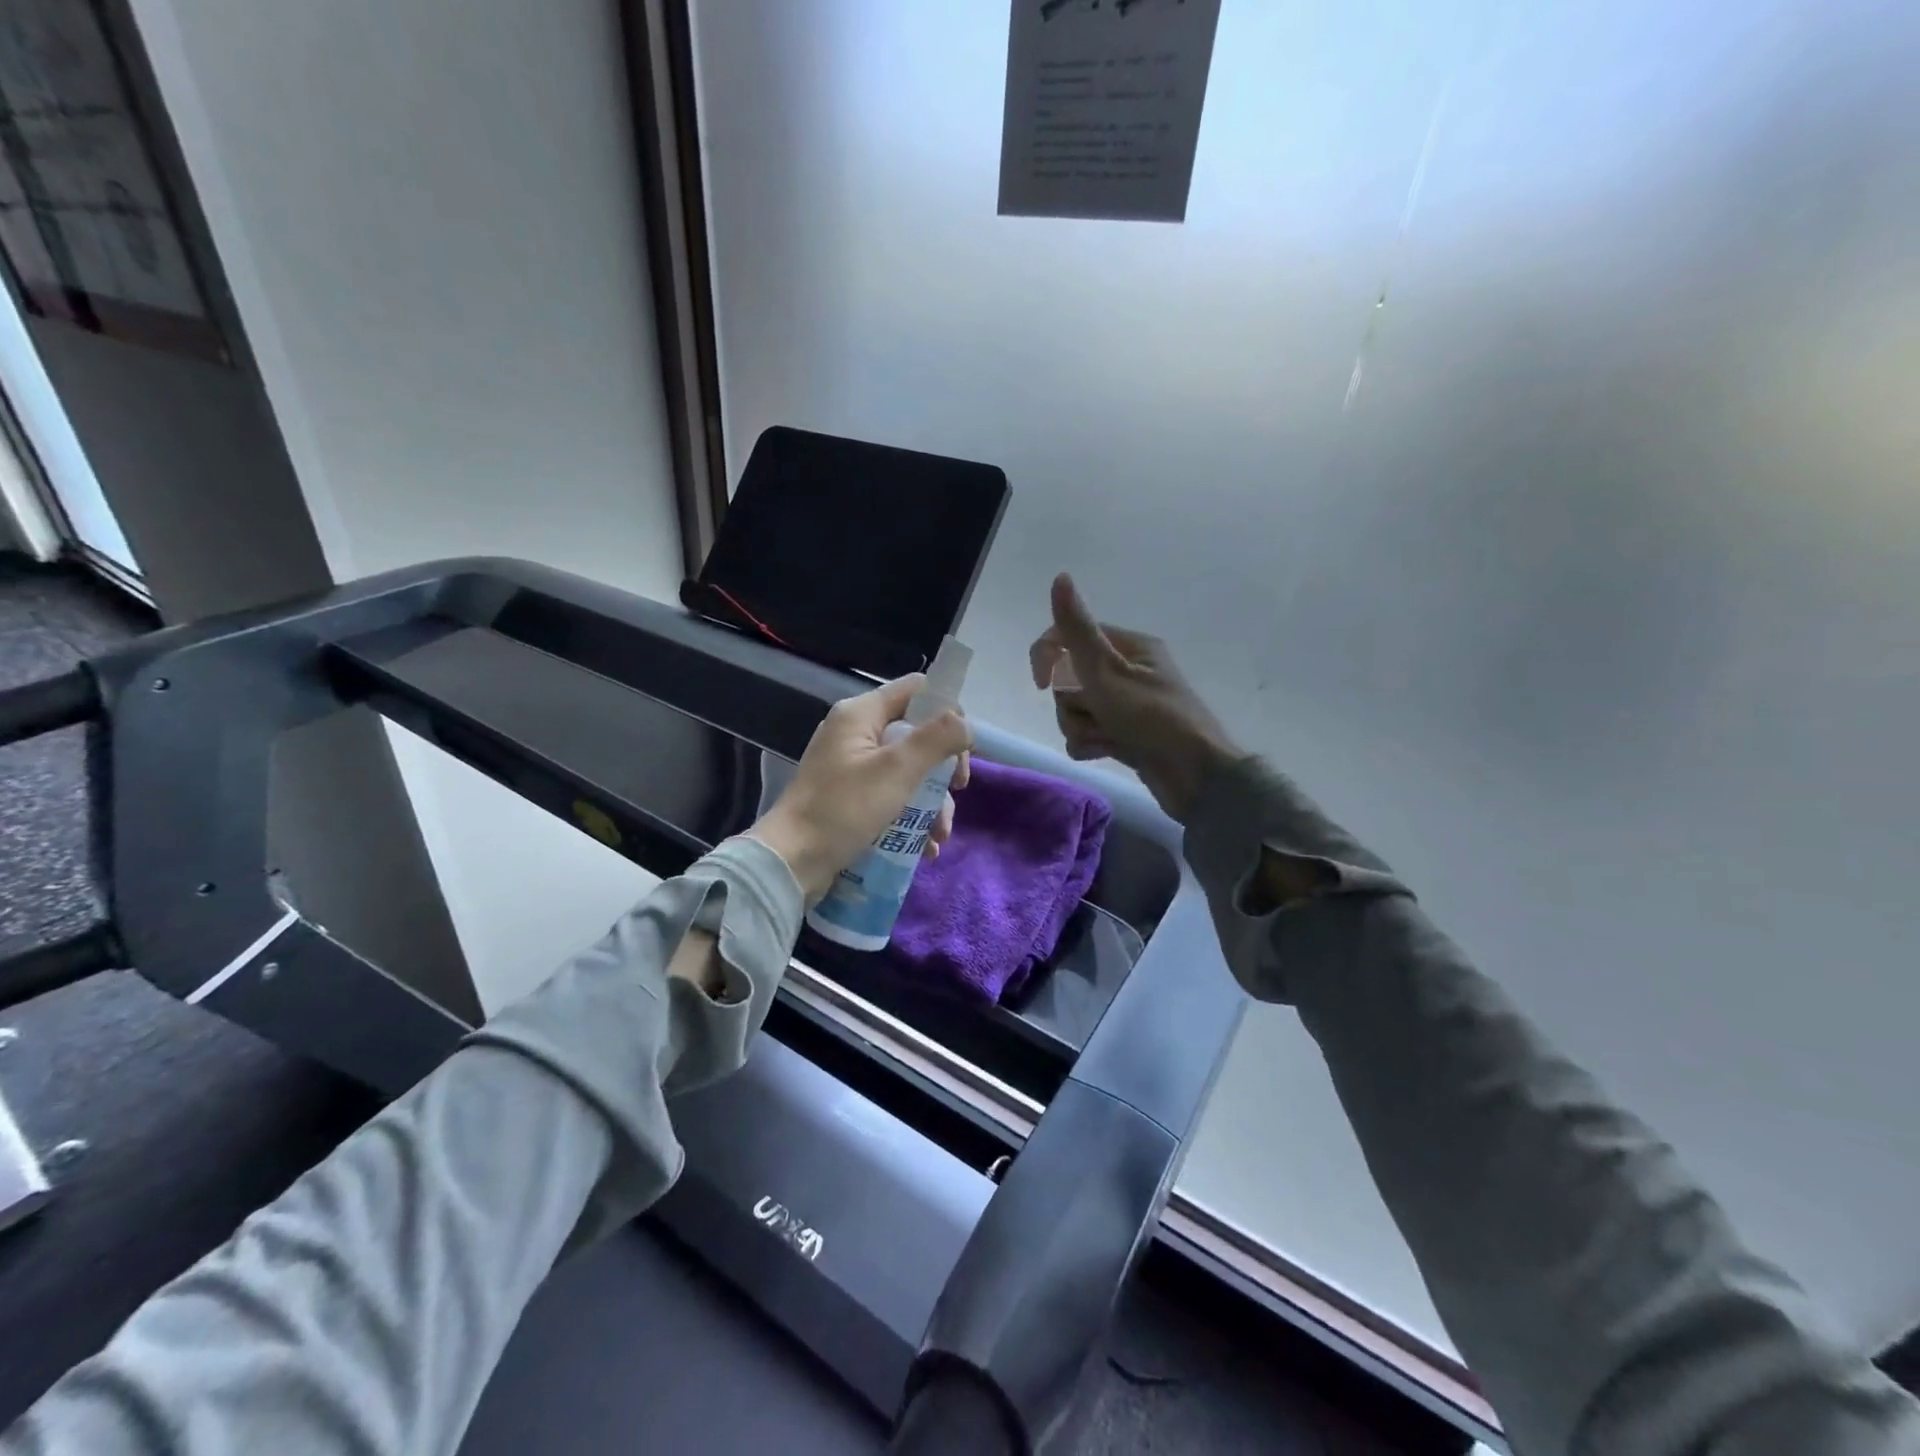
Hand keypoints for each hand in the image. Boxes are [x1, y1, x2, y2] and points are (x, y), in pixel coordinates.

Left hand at [748, 676, 972, 901]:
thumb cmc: (845, 808)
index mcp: (861, 713)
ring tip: (940, 835)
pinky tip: (925, 846)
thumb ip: (936, 739)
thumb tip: (967, 724)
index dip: (946, 712)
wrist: (792, 862)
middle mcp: (856, 733)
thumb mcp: (897, 770)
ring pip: (908, 770)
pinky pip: (891, 795)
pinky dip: (911, 816)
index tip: (963, 747)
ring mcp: (852, 766)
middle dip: (942, 766)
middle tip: (957, 791)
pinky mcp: (850, 797)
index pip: (916, 690)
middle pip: (916, 733)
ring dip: (932, 800)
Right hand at [1029, 573, 1240, 822]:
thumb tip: (1060, 577)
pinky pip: (1088, 733)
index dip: (1048, 658)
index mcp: (1129, 647)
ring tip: (1104, 738)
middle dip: (1072, 702)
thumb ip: (1077, 629)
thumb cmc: (1152, 718)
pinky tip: (1105, 752)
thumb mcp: (1107, 671)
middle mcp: (1128, 671)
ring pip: (1076, 709)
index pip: (1070, 637)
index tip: (1041, 683)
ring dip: (1081, 726)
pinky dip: (1090, 743)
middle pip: (1070, 678)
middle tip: (1095, 712)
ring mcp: (1127, 705)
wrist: (1195, 777)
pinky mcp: (1125, 734)